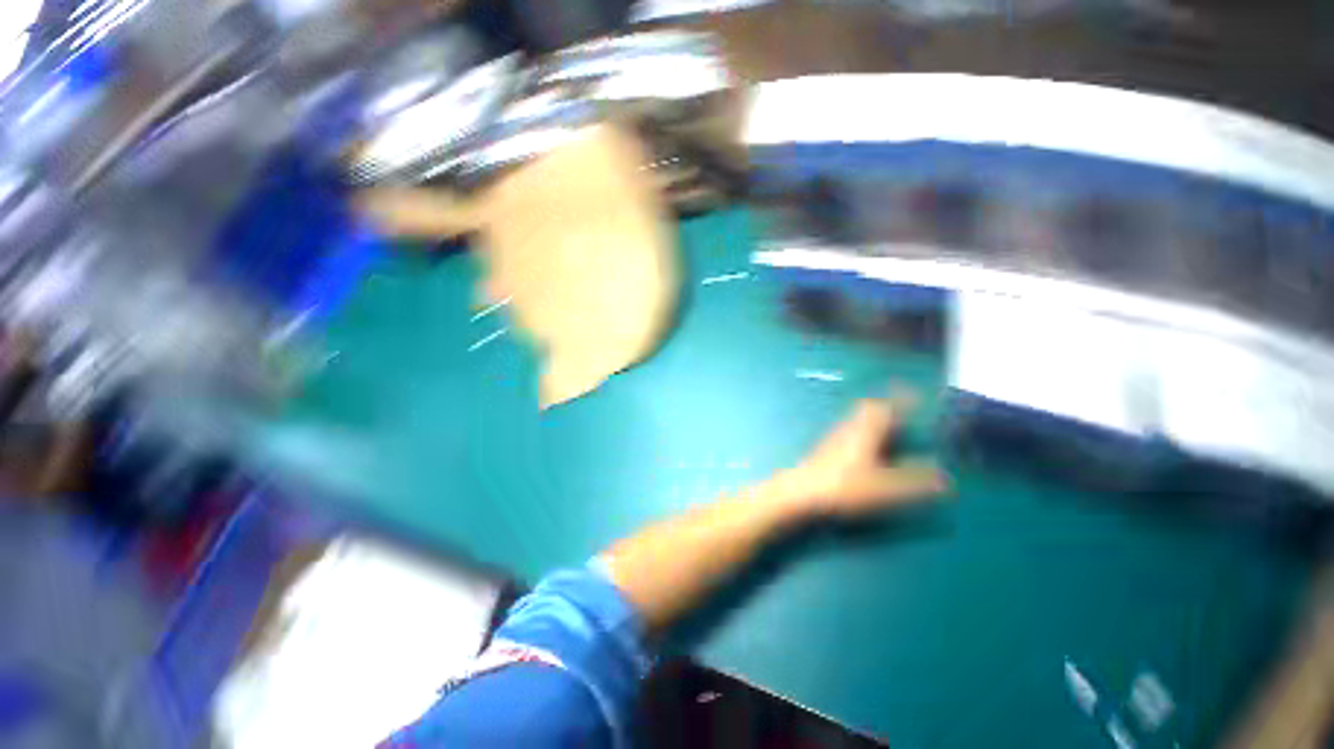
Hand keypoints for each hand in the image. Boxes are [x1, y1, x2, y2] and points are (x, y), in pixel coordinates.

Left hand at [778, 391, 947, 518]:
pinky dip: (860, 436)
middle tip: (902, 411)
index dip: (905, 399)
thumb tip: (946, 481)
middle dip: (887, 408)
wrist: (797, 496)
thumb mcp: (885, 488)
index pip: (891, 405)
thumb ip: (916, 484)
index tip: (917, 396)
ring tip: (886, 430)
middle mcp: (851, 426)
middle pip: (871, 409)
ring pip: (856, 422)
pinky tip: (861, 454)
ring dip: (872, 421)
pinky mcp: (823, 453)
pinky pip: (847, 435)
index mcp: (869, 427)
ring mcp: (834, 439)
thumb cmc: (843, 487)